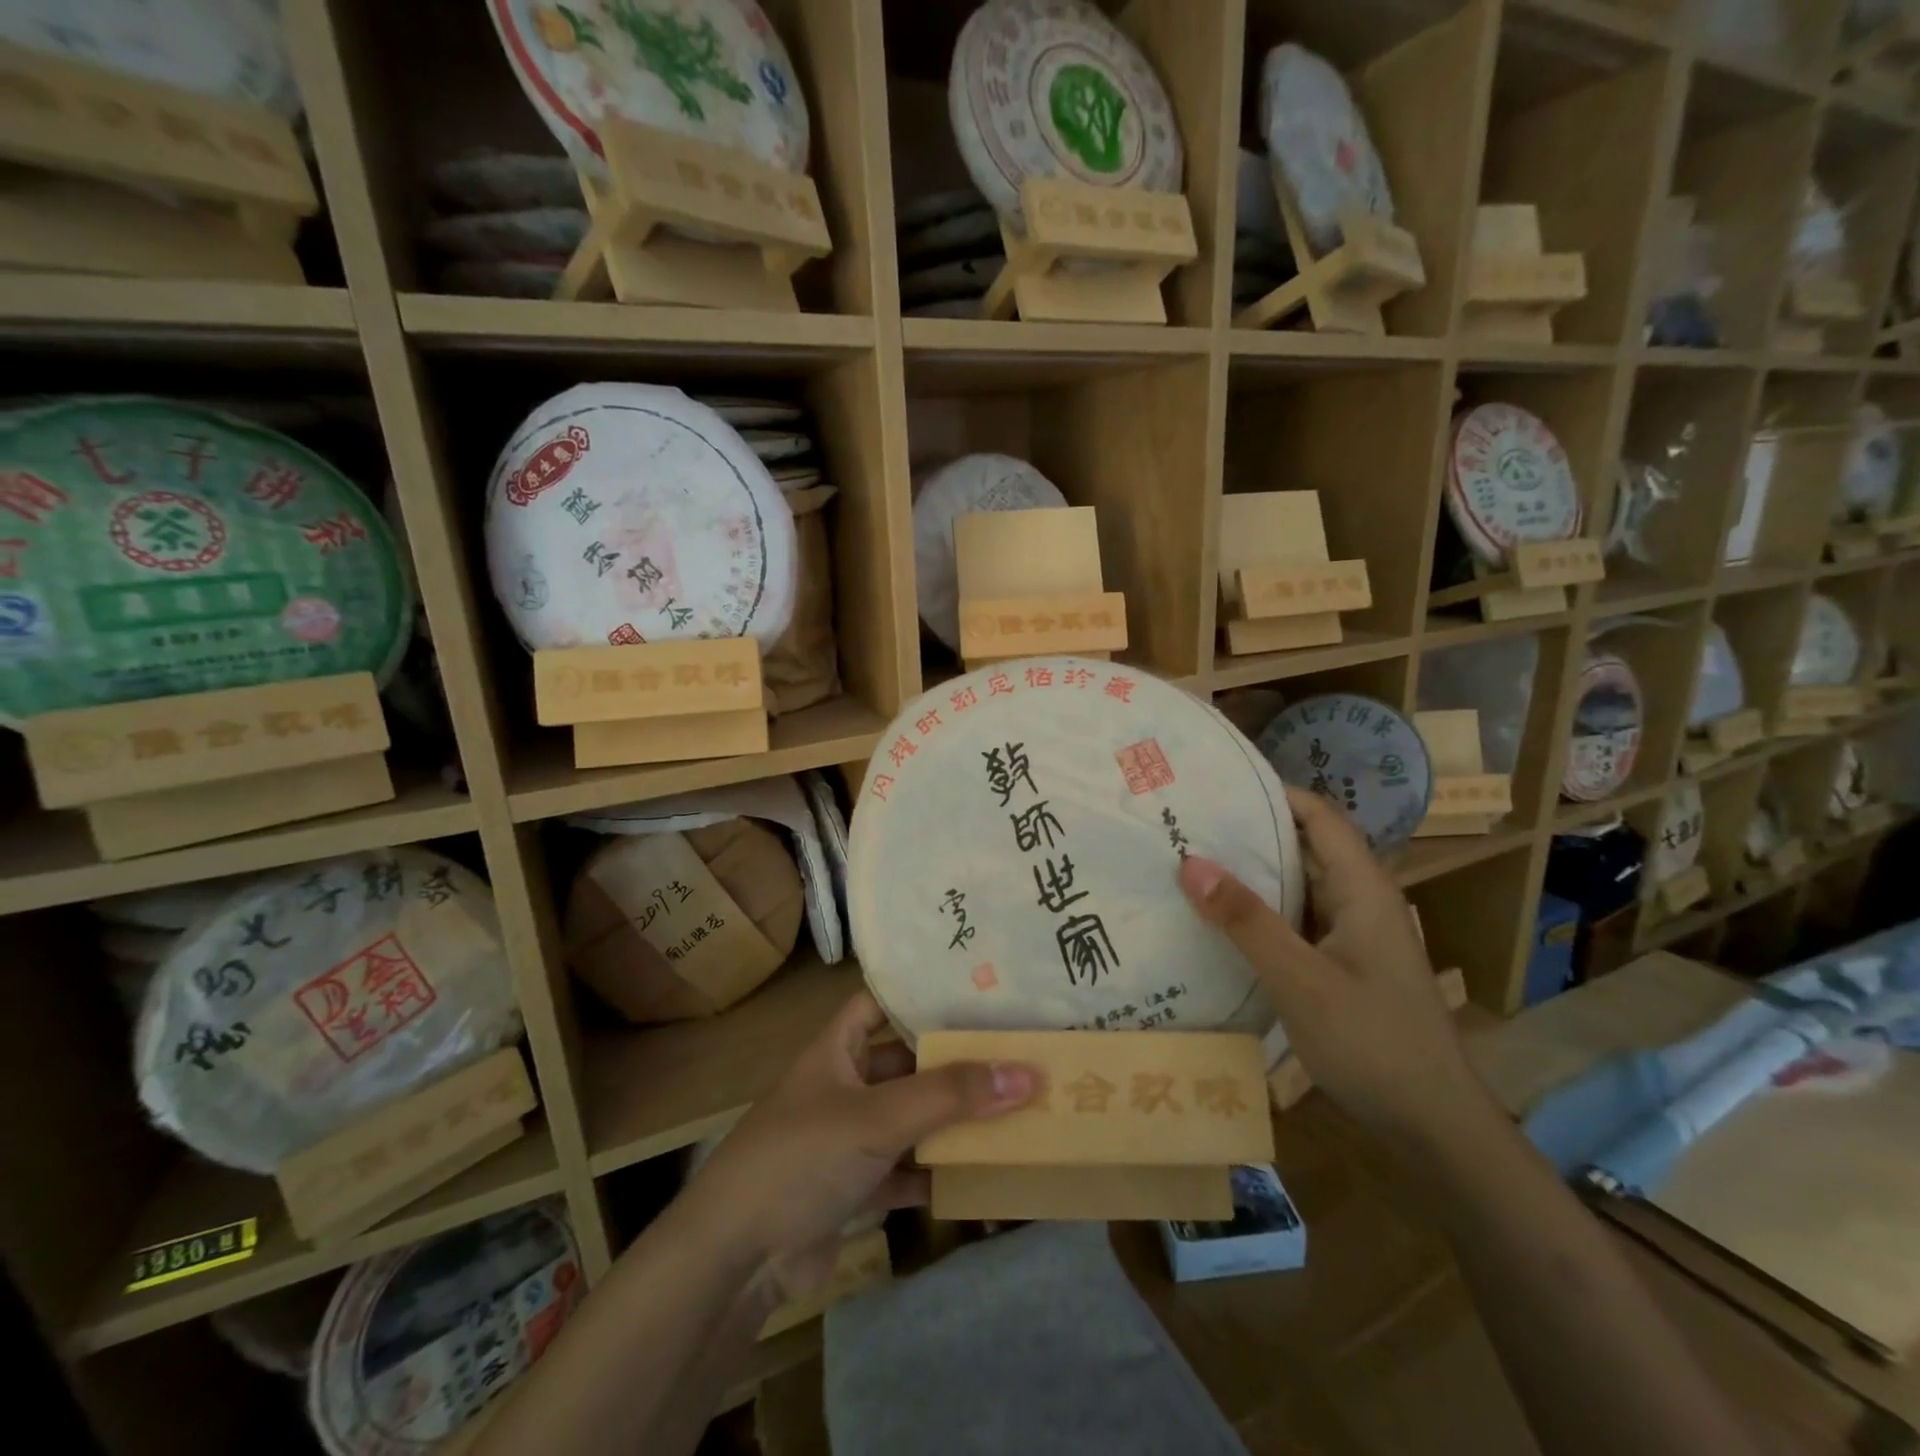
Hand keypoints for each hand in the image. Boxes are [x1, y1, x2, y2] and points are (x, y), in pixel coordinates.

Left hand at [684, 991, 1035, 1297]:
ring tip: (1015, 1105)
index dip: (921, 991)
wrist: (735, 1260)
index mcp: (838, 1048)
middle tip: (1014, 1049)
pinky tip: (983, 1174)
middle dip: (953, 1061)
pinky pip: (908, 1170)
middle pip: (907, 1062)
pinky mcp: (856, 1188)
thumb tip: (1027, 1073)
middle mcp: (845, 1084)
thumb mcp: (877, 1117)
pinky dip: (938, 1173)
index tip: (977, 987)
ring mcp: (850, 1138)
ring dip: (952, 1119)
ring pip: (911, 1118)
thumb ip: (949, 1096)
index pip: (882, 1001)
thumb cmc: (800, 1157)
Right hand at [1178, 786, 1488, 1142]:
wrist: (1434, 1127)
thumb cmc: (1373, 1043)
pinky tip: (1219, 920)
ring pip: (1299, 886)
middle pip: (1306, 846)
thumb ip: (1246, 921)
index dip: (1273, 793)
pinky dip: (1261, 911)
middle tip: (1187, 823)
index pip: (1319, 817)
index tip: (1216, 786)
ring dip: (1253, 873)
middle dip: (1251, 831)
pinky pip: (1296, 921)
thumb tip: (1190, 862)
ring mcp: (1352, 936)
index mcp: (1364, 890)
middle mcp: (1361, 902)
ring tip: (1191, 862)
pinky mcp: (1341, 965)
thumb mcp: (1300, 980)